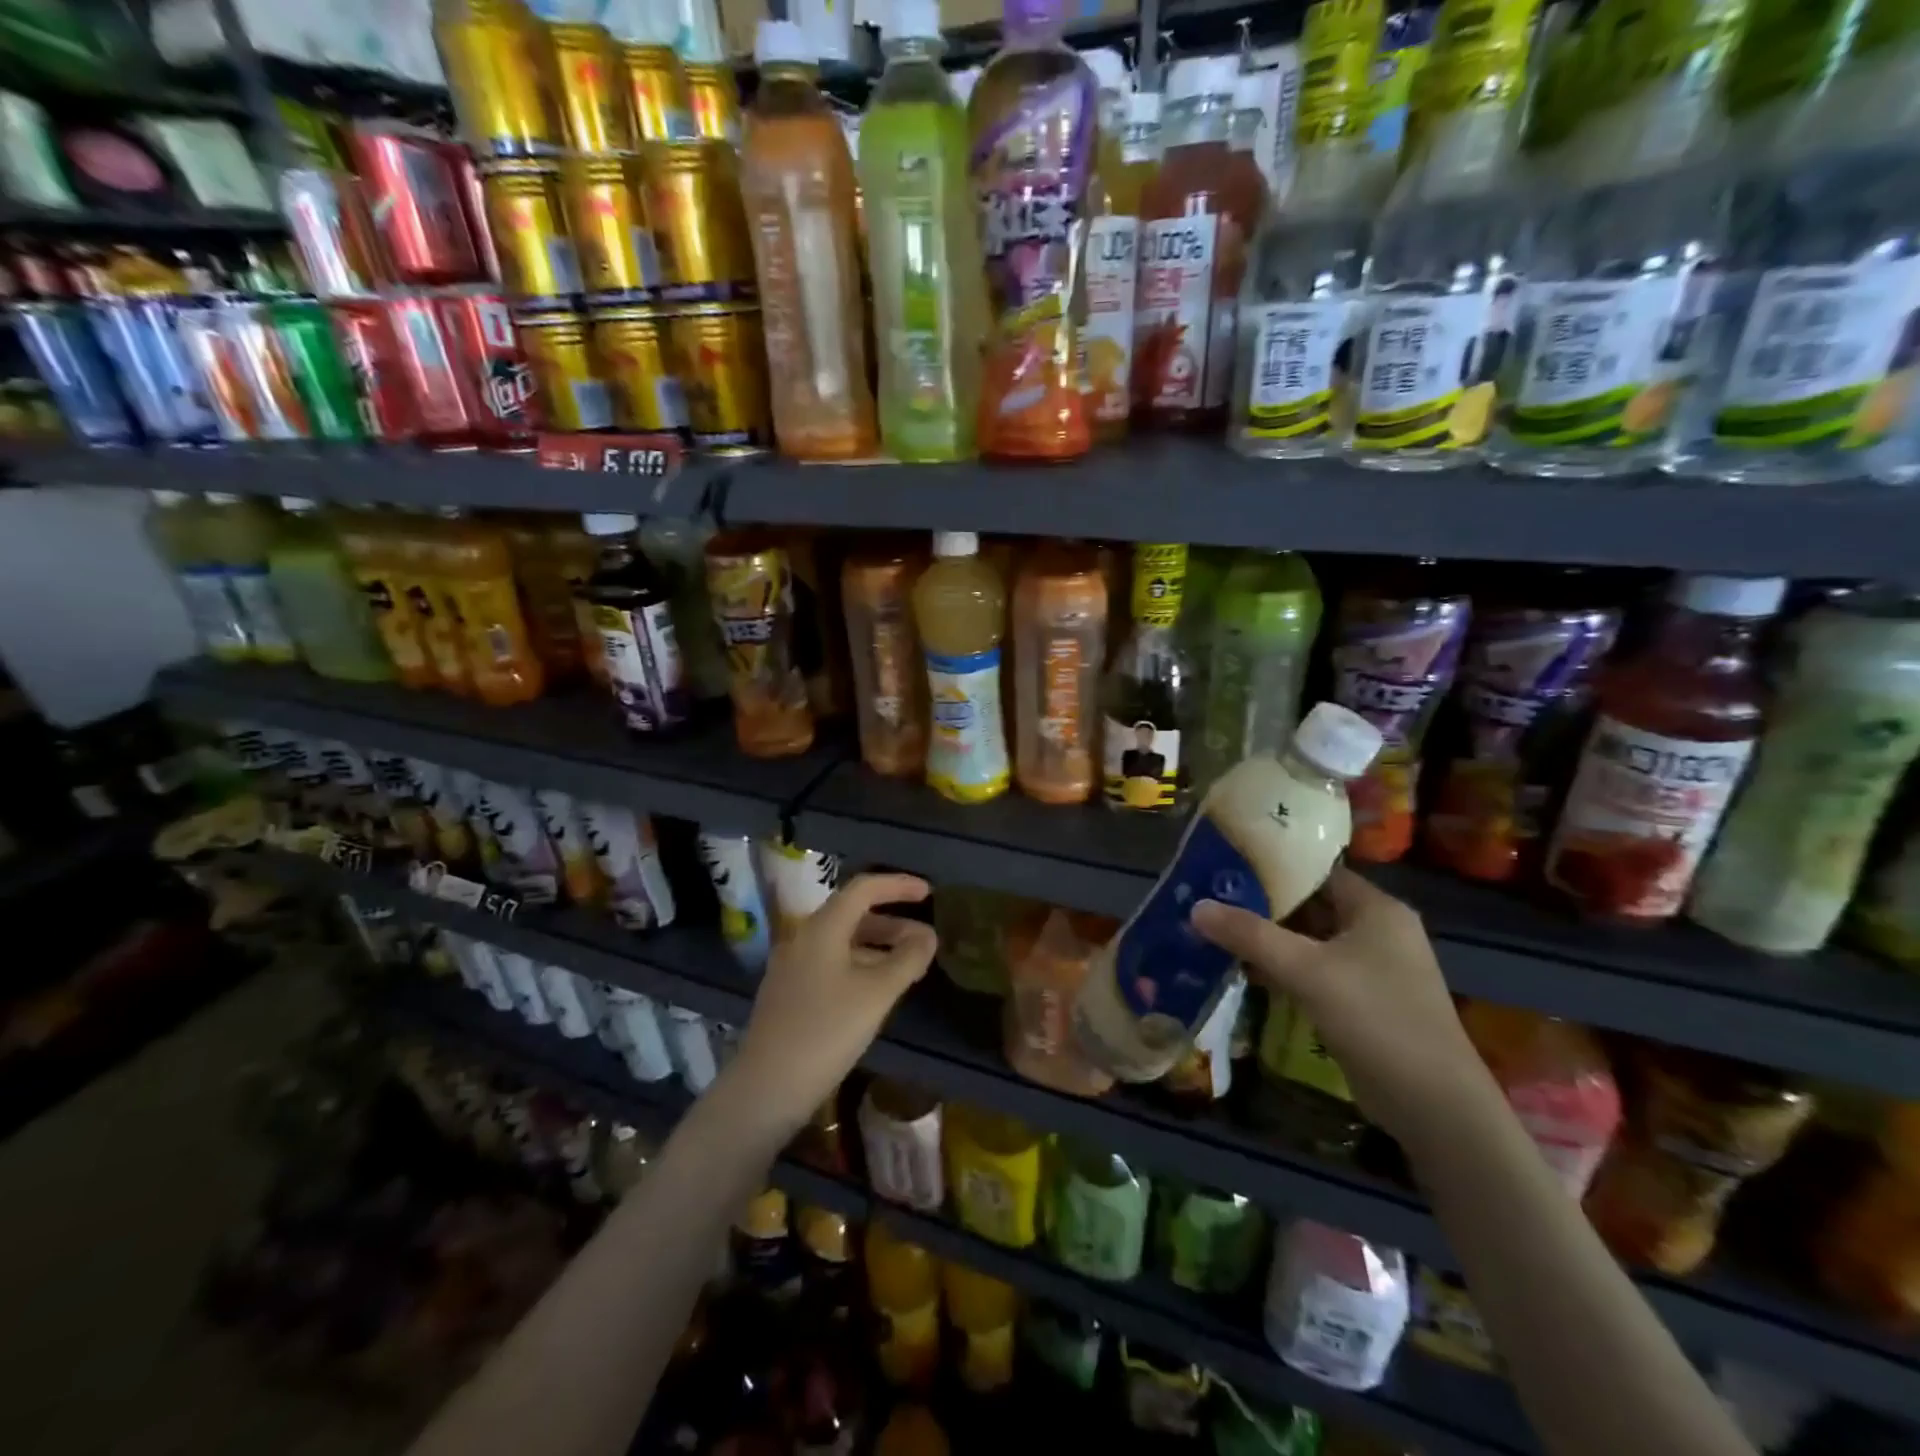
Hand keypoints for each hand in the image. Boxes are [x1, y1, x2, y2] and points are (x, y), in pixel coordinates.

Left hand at [728, 873, 936, 1127]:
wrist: (766, 1087)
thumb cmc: (826, 1031)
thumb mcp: (877, 993)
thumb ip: (907, 959)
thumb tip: (928, 936)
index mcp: (822, 928)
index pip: (864, 888)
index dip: (898, 885)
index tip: (929, 894)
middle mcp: (803, 937)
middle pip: (852, 914)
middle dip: (892, 921)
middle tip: (924, 939)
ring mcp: (792, 966)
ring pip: (842, 941)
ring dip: (878, 946)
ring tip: (909, 966)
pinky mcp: (789, 992)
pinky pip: (831, 963)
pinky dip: (860, 964)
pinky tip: (877, 991)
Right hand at [1191, 867, 1497, 1146]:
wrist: (1434, 1106)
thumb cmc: (1376, 1019)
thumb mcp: (1307, 971)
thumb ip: (1250, 935)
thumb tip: (1195, 907)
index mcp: (1376, 909)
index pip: (1316, 871)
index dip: (1271, 866)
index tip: (1224, 864)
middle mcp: (1377, 931)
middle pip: (1309, 905)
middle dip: (1261, 904)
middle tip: (1210, 896)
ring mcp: (1371, 969)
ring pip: (1308, 941)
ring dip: (1268, 939)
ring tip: (1215, 929)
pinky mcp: (1361, 1001)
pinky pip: (1313, 971)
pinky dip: (1281, 968)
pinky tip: (1242, 970)